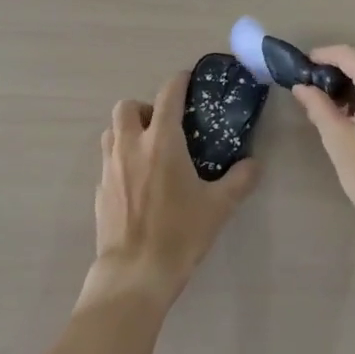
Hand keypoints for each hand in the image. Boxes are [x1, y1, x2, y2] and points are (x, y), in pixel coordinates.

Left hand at [85, 71, 259, 309]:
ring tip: (149, 149)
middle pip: (127, 107)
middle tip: (165, 125)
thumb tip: (254, 164)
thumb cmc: (180, 234)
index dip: (178, 82)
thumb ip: (240, 180)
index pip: (167, 95)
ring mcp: (110, 167)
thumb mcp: (219, 206)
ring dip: (128, 130)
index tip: (188, 80)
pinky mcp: (100, 189)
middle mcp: (130, 146)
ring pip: (111, 131)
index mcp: (161, 142)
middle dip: (145, 107)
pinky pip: (107, 160)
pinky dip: (121, 159)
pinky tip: (138, 182)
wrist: (135, 273)